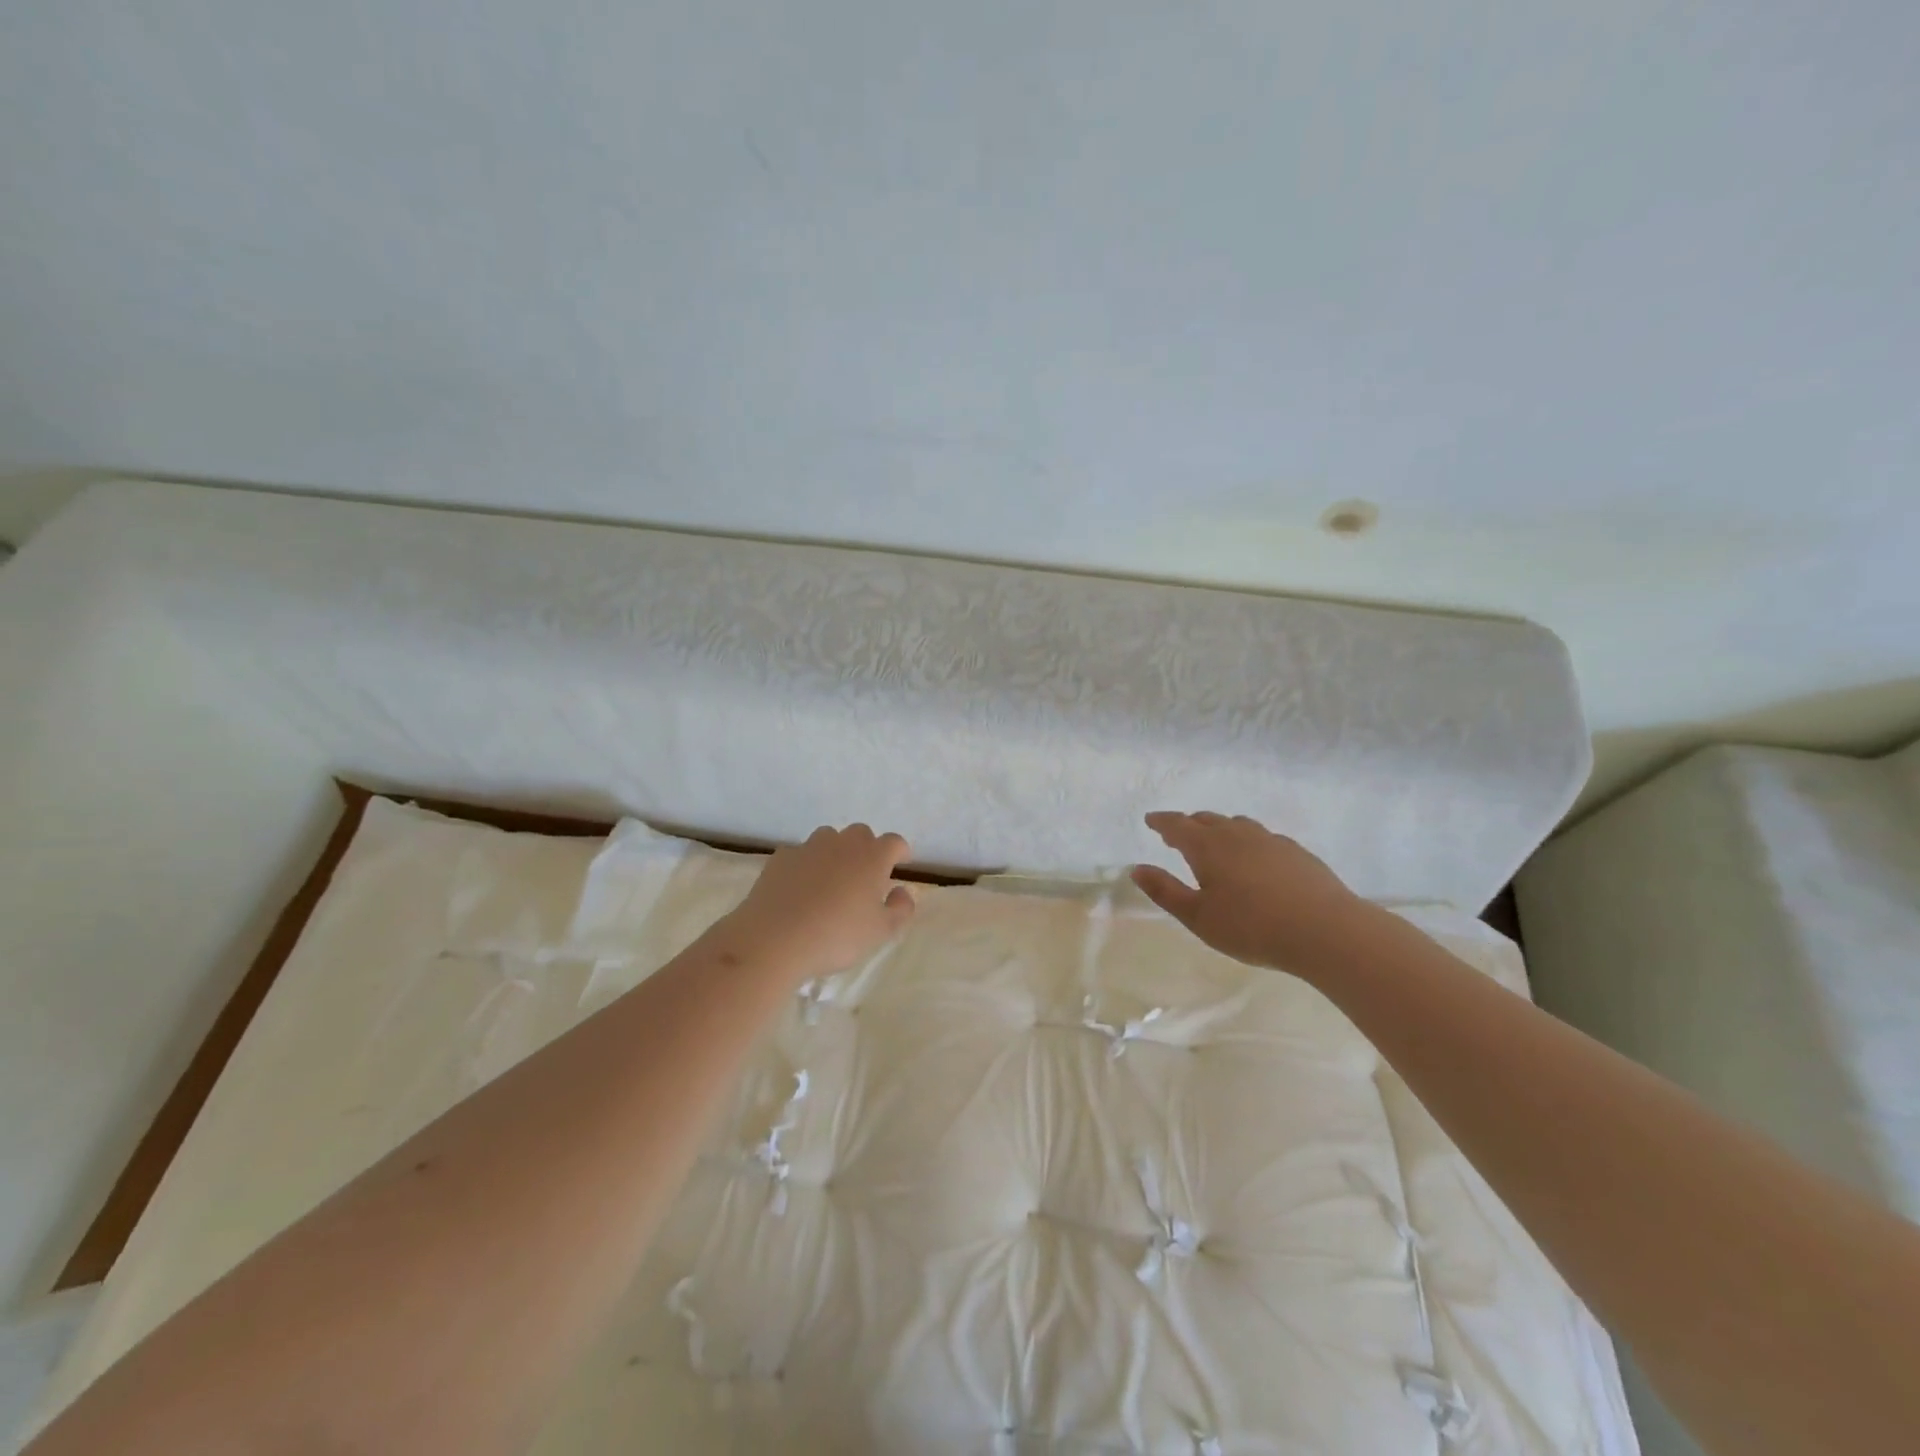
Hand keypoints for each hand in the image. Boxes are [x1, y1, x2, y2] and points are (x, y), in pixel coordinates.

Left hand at [711, 824, 916, 980]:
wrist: (774, 939)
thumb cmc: (836, 936)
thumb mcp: (881, 931)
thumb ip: (900, 908)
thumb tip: (902, 891)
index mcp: (872, 857)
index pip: (894, 842)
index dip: (900, 851)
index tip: (901, 862)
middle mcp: (842, 844)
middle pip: (861, 833)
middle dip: (867, 848)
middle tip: (866, 874)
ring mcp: (808, 847)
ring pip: (828, 838)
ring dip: (835, 852)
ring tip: (832, 879)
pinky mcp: (781, 858)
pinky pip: (800, 854)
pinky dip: (805, 865)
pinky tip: (800, 888)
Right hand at [1131, 811, 1367, 972]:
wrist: (1325, 930)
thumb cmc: (1251, 927)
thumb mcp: (1198, 917)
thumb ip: (1165, 891)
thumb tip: (1137, 868)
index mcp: (1208, 846)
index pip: (1177, 825)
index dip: (1161, 822)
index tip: (1150, 820)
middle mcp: (1237, 834)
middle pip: (1207, 819)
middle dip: (1188, 824)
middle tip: (1177, 835)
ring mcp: (1270, 840)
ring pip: (1237, 825)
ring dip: (1219, 829)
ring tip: (1215, 843)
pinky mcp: (1296, 852)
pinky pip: (1262, 837)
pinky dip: (1247, 841)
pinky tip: (1254, 860)